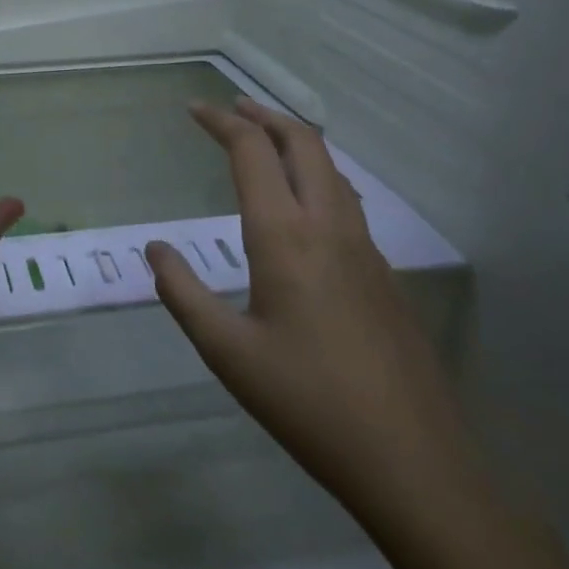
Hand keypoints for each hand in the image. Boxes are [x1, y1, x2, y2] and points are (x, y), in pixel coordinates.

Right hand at [146, 99, 476, 522]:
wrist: (413, 460)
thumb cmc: (308, 402)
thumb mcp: (227, 352)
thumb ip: (183, 293)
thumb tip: (155, 250)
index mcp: (285, 236)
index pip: (252, 152)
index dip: (221, 121)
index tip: (194, 109)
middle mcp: (328, 226)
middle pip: (302, 142)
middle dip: (264, 115)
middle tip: (231, 109)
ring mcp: (364, 248)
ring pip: (331, 168)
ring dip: (294, 142)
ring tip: (264, 142)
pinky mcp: (384, 273)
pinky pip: (346, 199)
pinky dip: (316, 175)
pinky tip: (303, 205)